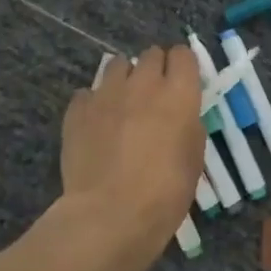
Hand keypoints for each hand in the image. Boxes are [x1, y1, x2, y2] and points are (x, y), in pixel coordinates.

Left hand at [57, 44, 205, 270]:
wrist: (109, 215)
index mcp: (178, 95)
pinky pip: (88, 93)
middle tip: (155, 97)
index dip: (184, 67)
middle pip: (150, 55)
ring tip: (124, 105)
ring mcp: (106, 94)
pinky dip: (95, 102)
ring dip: (124, 79)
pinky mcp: (77, 110)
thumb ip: (188, 127)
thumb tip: (180, 116)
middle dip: (155, 69)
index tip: (184, 84)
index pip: (183, 55)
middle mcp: (143, 84)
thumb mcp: (193, 161)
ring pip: (117, 65)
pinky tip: (96, 124)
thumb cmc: (164, 195)